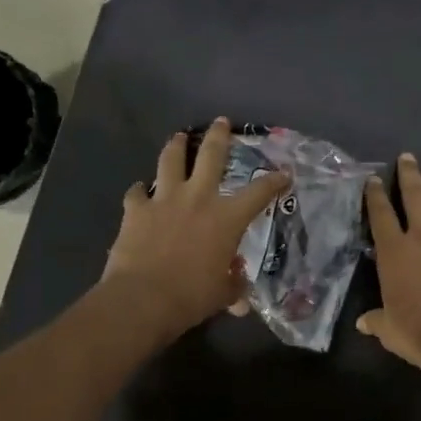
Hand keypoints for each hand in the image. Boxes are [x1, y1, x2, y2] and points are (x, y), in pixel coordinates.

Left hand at [102, 119, 289, 340]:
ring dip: (175, 146)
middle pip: (211, 156)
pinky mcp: (136, 210)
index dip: (274, 181)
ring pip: (171, 161)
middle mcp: (198, 199)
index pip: (259, 193)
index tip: (284, 173)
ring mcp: (164, 200)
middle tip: (221, 121)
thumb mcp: (222, 295)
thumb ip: (233, 287)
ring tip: (178, 137)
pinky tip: (140, 190)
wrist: (142, 298)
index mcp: (227, 218)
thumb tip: (239, 297)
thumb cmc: (192, 297)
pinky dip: (139, 191)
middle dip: (218, 136)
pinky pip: (136, 193)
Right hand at [358, 154, 420, 386]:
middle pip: (416, 197)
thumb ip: (376, 320)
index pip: (381, 215)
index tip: (374, 179)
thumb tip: (363, 322)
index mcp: (395, 252)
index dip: (376, 196)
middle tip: (408, 157)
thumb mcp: (389, 329)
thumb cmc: (418, 333)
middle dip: (410, 175)